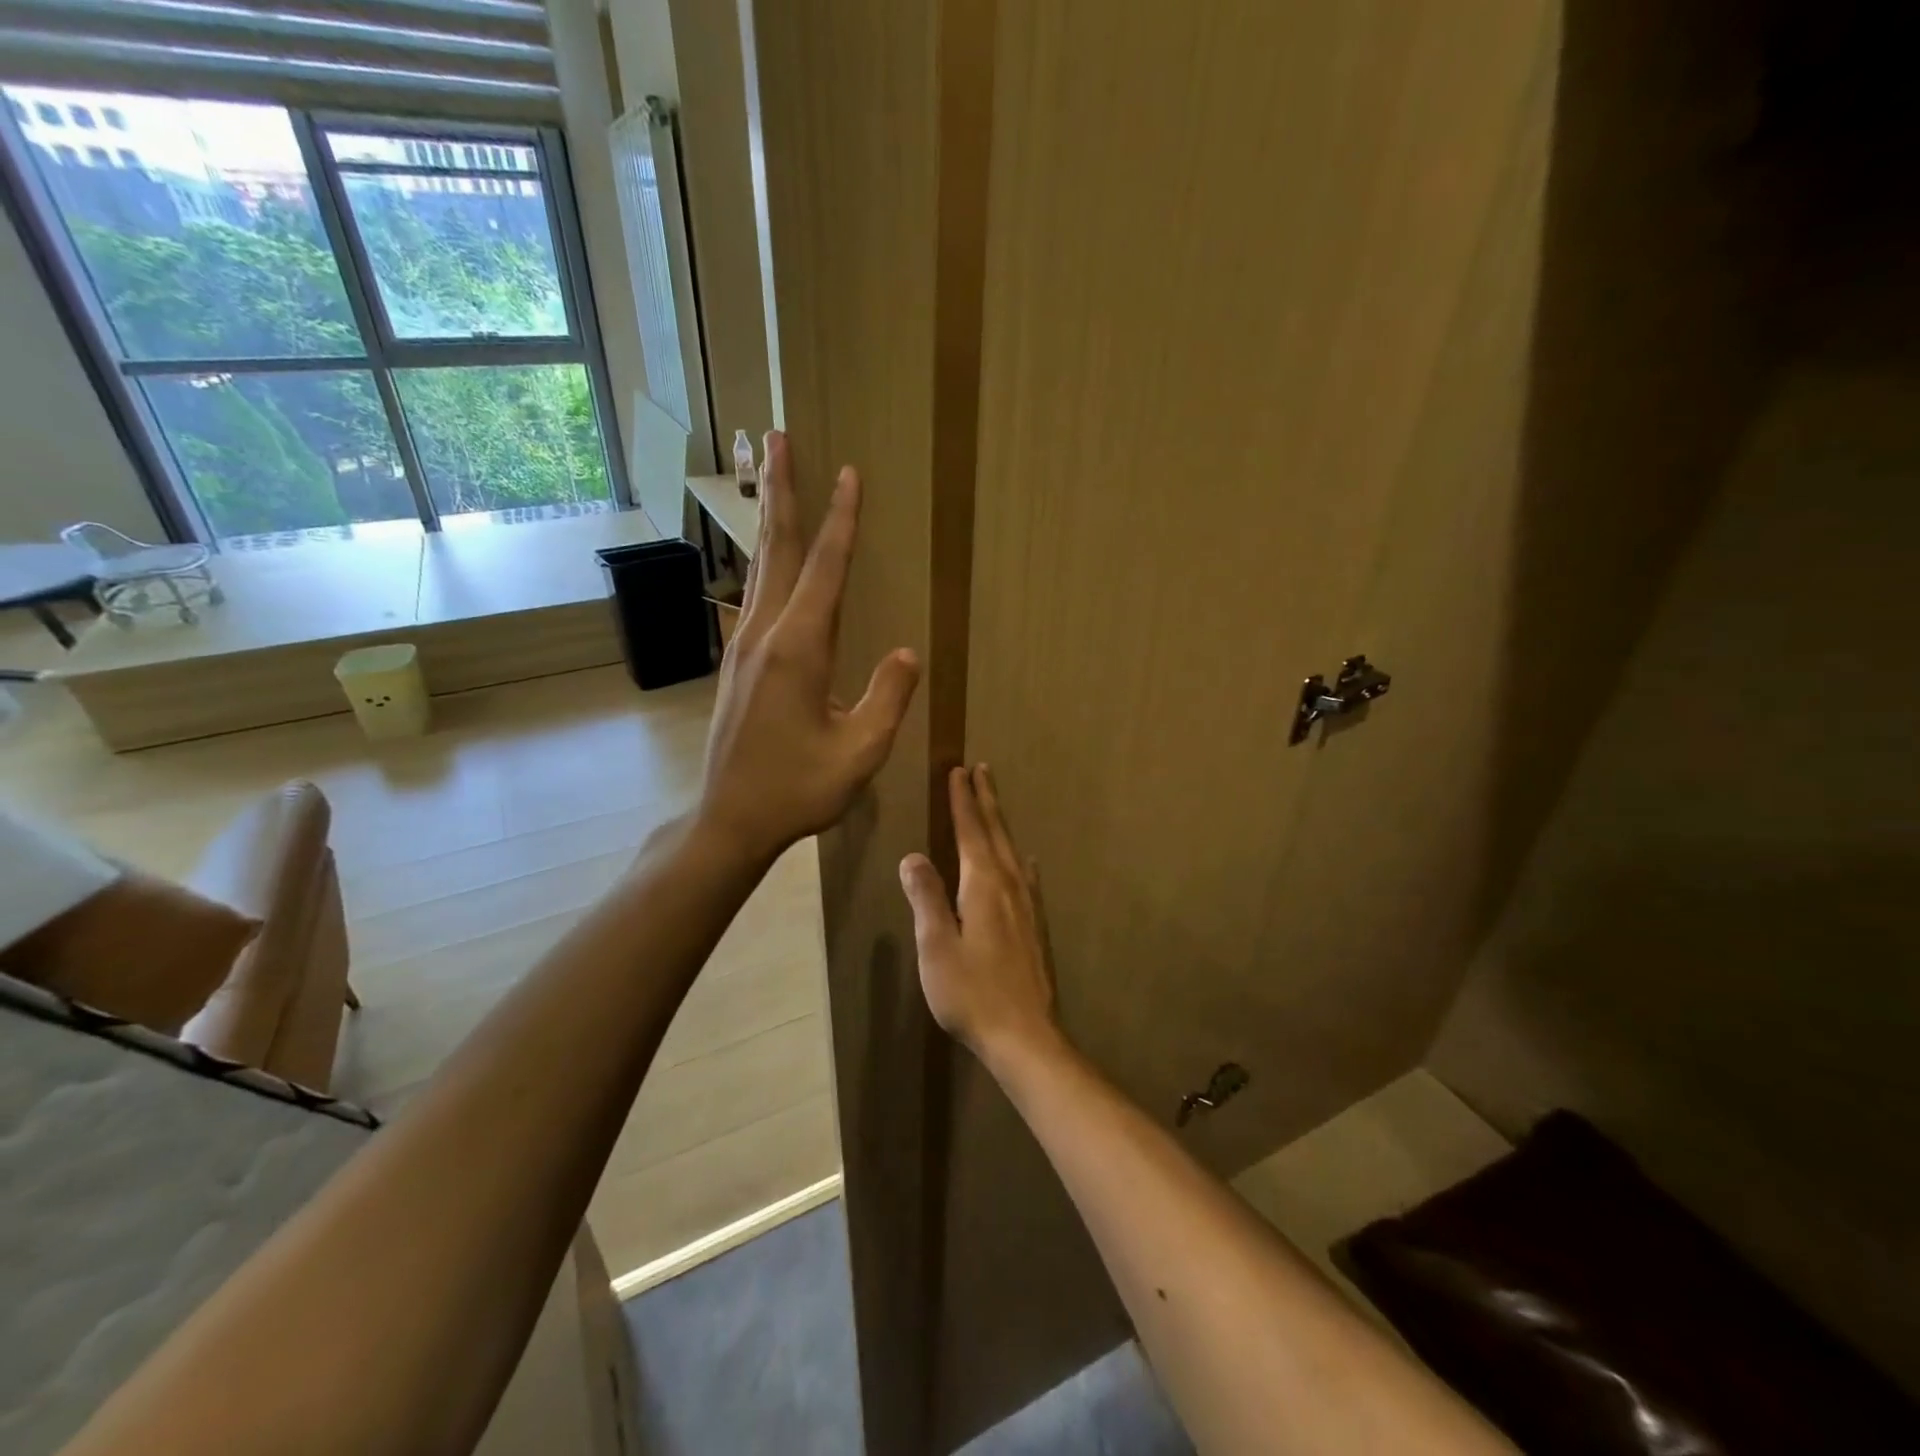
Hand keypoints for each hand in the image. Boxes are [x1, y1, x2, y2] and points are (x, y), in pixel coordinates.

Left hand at [698, 431, 920, 864]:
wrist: (729, 819)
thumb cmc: (798, 790)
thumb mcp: (860, 753)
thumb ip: (887, 698)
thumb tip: (907, 652)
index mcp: (799, 650)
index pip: (826, 569)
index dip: (842, 521)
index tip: (851, 474)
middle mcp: (765, 635)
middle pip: (778, 549)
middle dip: (783, 491)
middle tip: (778, 437)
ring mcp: (743, 646)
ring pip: (761, 568)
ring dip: (771, 519)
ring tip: (774, 478)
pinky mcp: (737, 663)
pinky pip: (756, 596)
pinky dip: (767, 561)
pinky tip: (772, 560)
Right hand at [899, 765, 1060, 1067]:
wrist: (1025, 1036)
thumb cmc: (972, 993)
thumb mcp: (936, 946)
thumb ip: (926, 898)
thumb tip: (913, 856)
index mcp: (983, 886)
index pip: (970, 831)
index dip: (962, 801)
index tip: (958, 772)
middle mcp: (1010, 886)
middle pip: (996, 833)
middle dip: (986, 800)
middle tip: (981, 770)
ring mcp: (1027, 906)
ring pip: (1013, 851)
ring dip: (1001, 822)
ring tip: (994, 803)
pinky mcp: (1036, 927)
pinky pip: (1026, 877)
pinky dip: (1019, 859)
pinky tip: (1025, 862)